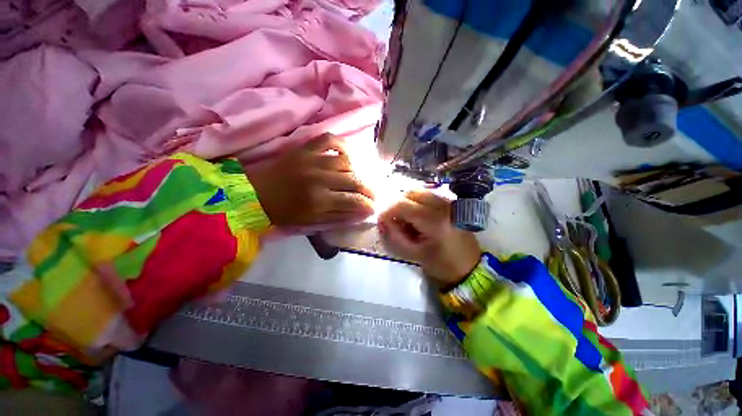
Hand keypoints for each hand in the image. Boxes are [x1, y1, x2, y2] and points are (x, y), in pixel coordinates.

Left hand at [242, 134, 374, 226]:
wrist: (256, 194)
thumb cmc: (285, 212)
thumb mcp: (312, 222)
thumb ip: (339, 216)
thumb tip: (362, 212)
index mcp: (319, 201)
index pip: (354, 201)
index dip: (368, 205)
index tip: (373, 207)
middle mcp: (319, 178)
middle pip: (354, 181)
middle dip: (369, 190)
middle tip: (374, 194)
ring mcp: (312, 160)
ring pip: (347, 162)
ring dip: (358, 172)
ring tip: (359, 178)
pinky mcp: (305, 148)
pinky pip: (330, 140)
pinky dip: (342, 145)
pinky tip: (347, 155)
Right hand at [378, 190, 481, 287]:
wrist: (469, 265)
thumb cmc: (441, 264)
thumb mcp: (413, 254)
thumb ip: (394, 236)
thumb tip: (382, 221)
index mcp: (433, 221)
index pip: (402, 204)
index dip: (387, 210)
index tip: (381, 221)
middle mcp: (442, 205)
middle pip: (410, 192)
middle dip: (396, 204)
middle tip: (394, 220)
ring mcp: (447, 201)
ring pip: (418, 191)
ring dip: (405, 201)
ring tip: (404, 218)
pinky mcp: (449, 202)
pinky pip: (426, 194)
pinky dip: (415, 201)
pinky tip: (415, 215)